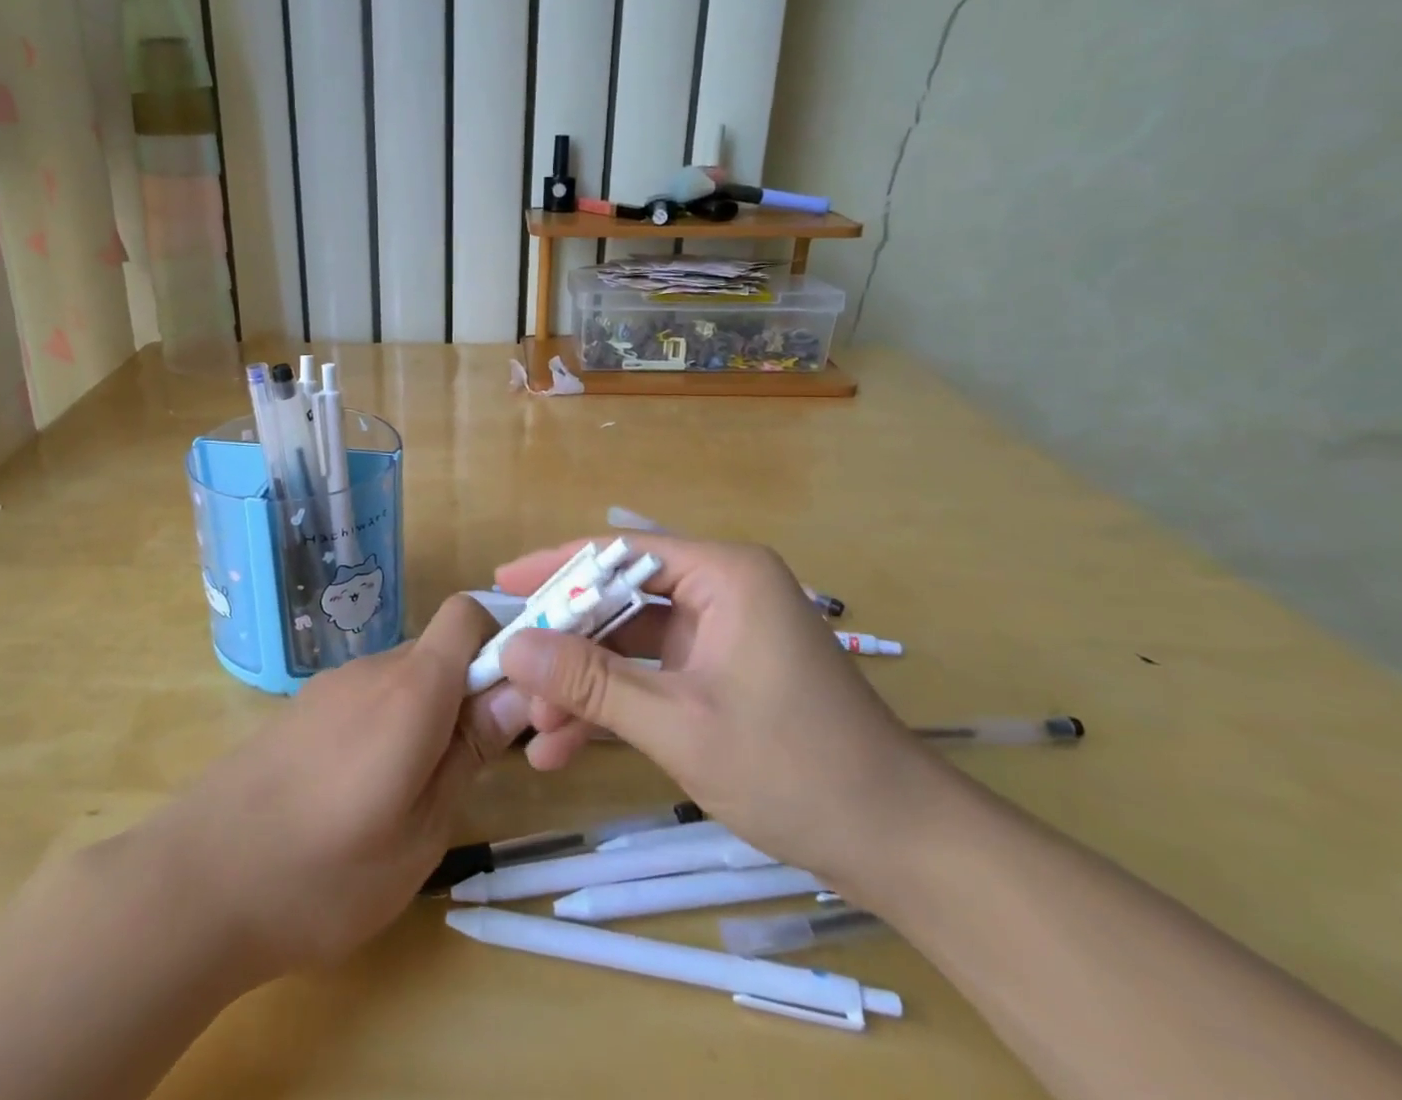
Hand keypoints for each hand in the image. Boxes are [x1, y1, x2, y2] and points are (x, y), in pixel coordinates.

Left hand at [120, 595, 525, 980]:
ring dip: (428, 715)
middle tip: (474, 767)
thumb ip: (469, 753)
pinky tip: (365, 792)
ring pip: (404, 678)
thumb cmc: (323, 873)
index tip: (520, 700)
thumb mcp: (420, 831)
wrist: (193, 885)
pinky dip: (389, 726)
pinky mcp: (303, 710)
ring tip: (416, 794)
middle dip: (470, 693)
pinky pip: (367, 699)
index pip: (468, 614)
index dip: (503, 640)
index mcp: (411, 689)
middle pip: (440, 651)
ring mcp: (331, 686)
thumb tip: (518, 692)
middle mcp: (372, 669)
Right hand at [492, 535, 942, 888]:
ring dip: (584, 686)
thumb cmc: (793, 767)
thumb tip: (512, 649)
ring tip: (534, 731)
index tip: (502, 586)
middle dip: (567, 645)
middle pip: (622, 601)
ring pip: (632, 646)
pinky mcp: (722, 675)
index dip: (558, 568)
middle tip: (511, 674)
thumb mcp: (678, 725)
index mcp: (724, 574)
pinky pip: (653, 676)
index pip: (621, 553)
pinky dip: (615, 707)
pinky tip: (566, 747)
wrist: (899, 847)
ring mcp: (723, 635)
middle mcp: (722, 591)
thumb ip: (591, 682)